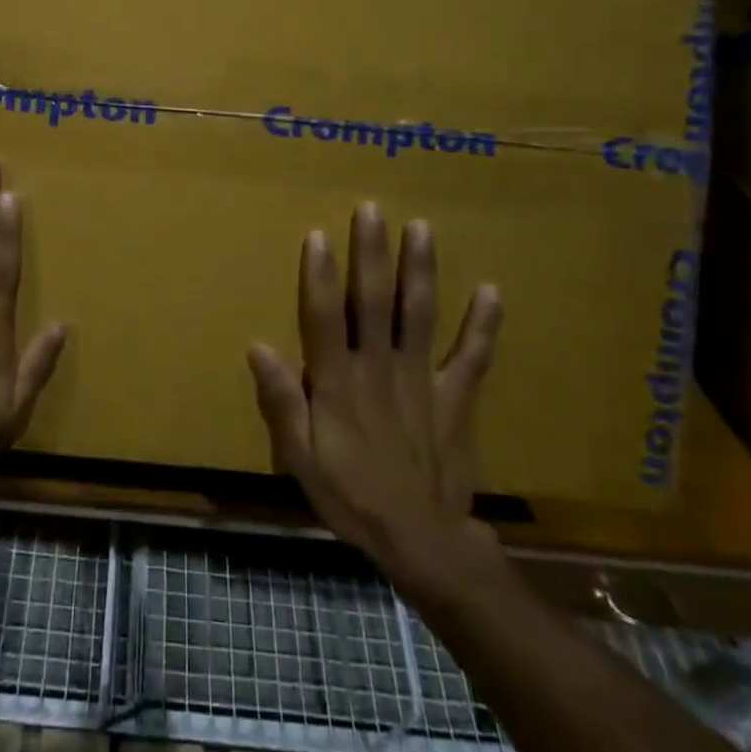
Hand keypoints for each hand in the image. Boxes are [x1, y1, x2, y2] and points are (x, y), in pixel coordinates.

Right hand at [248, 203, 505, 602]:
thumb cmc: (350, 495)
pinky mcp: (455, 398)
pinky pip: (471, 358)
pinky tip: (492, 291)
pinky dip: (483, 326)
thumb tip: (258, 348)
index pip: (325, 318)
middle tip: (372, 209)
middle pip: (374, 302)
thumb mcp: (299, 459)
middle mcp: (379, 368)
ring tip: (422, 228)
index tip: (319, 235)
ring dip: (420, 270)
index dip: (320, 276)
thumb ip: (281, 403)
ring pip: (419, 315)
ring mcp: (422, 380)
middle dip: (372, 253)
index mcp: (338, 381)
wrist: (422, 542)